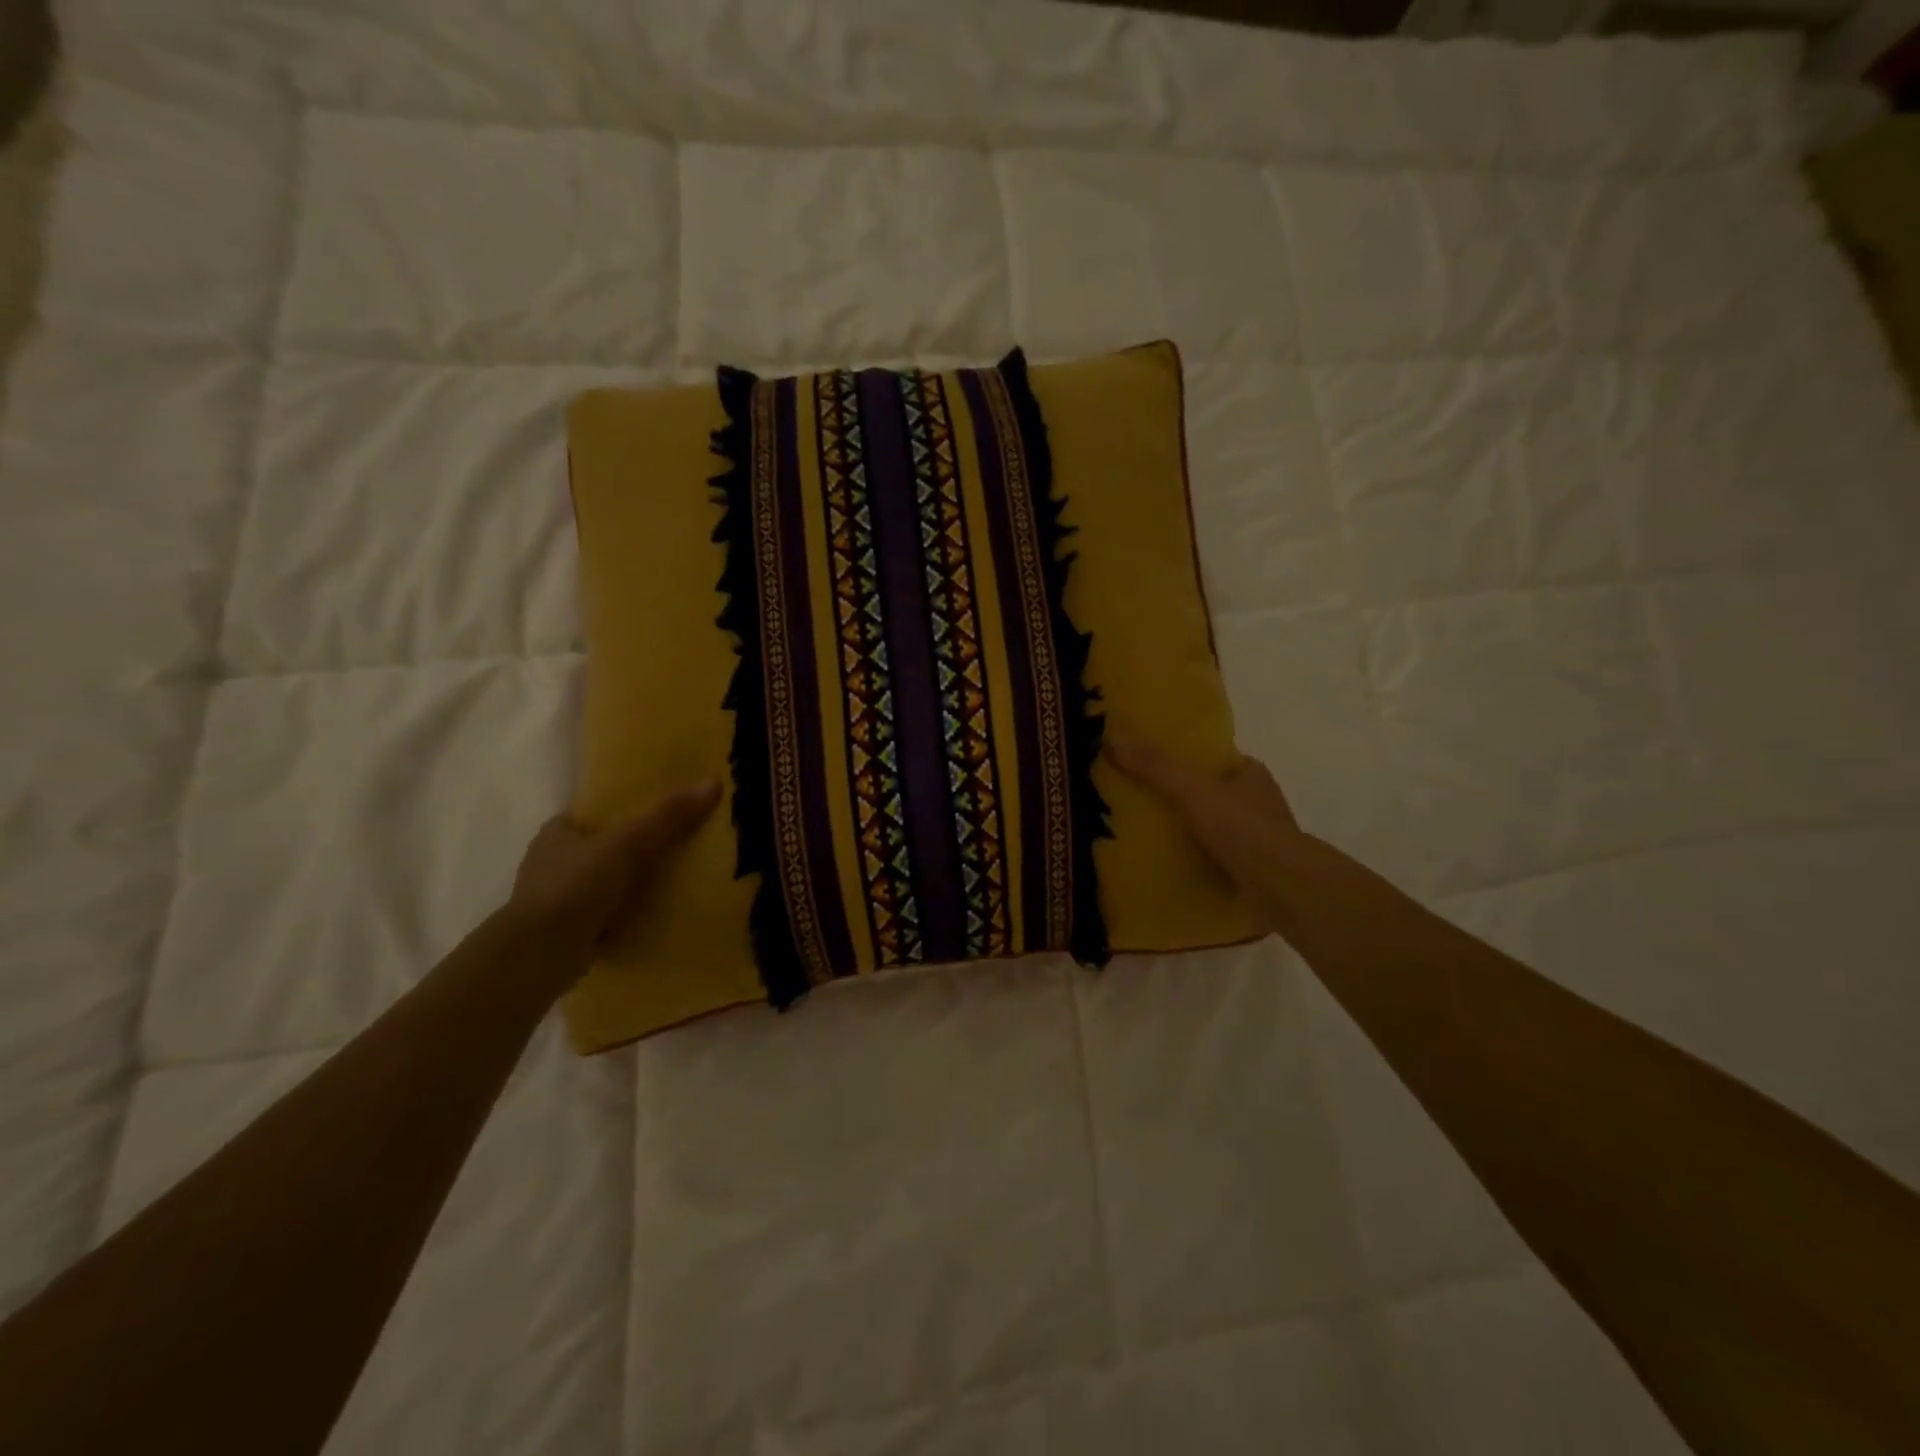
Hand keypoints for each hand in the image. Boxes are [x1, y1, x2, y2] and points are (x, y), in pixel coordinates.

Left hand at [507, 782, 721, 958]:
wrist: (540, 953)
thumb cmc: (577, 886)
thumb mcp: (629, 843)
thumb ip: (668, 817)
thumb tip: (713, 783)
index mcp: (555, 836)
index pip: (583, 819)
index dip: (611, 818)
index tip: (644, 821)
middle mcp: (547, 867)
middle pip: (592, 853)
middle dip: (621, 856)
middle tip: (664, 855)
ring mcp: (551, 904)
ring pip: (594, 888)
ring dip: (619, 891)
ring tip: (663, 890)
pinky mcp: (560, 936)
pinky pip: (597, 921)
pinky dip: (617, 921)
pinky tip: (645, 922)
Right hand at [1105, 733, 1301, 931]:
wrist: (1283, 889)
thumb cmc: (1243, 828)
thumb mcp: (1192, 789)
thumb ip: (1154, 766)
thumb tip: (1111, 736)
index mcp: (1251, 774)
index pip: (1212, 760)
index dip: (1183, 760)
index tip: (1148, 765)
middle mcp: (1257, 802)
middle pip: (1209, 793)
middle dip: (1180, 797)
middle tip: (1137, 801)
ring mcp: (1257, 839)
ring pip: (1212, 827)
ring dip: (1186, 831)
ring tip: (1144, 834)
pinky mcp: (1252, 871)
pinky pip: (1215, 858)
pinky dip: (1194, 859)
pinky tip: (1167, 864)